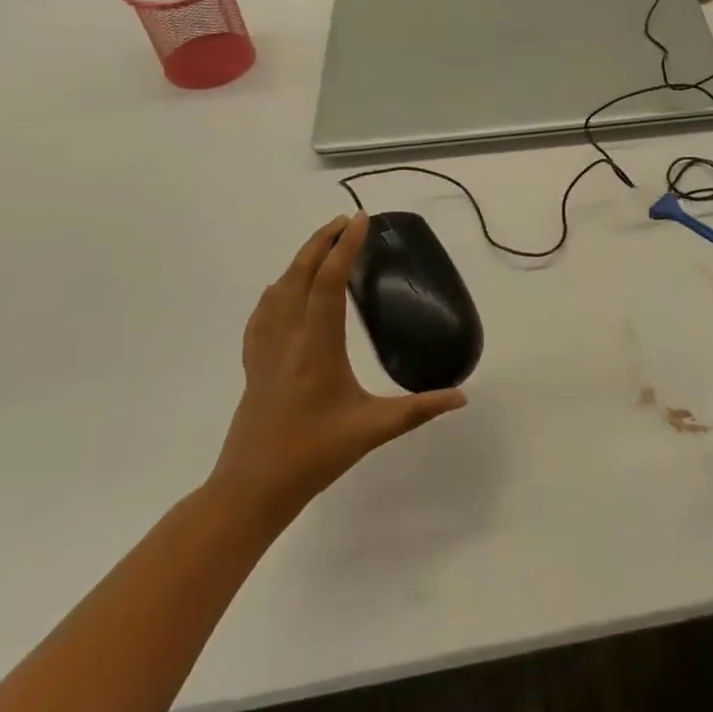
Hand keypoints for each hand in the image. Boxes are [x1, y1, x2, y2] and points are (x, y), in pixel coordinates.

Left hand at [210, 214, 465, 527]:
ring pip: (277, 292)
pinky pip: (262, 315)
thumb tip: (462, 396)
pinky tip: (279, 292)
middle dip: (320, 243)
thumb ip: (419, 409)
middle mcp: (287, 341)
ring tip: (320, 246)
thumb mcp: (372, 431)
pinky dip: (275, 292)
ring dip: (298, 262)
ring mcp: (265, 353)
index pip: (328, 285)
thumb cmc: (313, 457)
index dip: (344, 249)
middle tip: (344, 221)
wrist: (250, 490)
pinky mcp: (254, 366)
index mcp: (316, 349)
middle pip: (298, 277)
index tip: (359, 221)